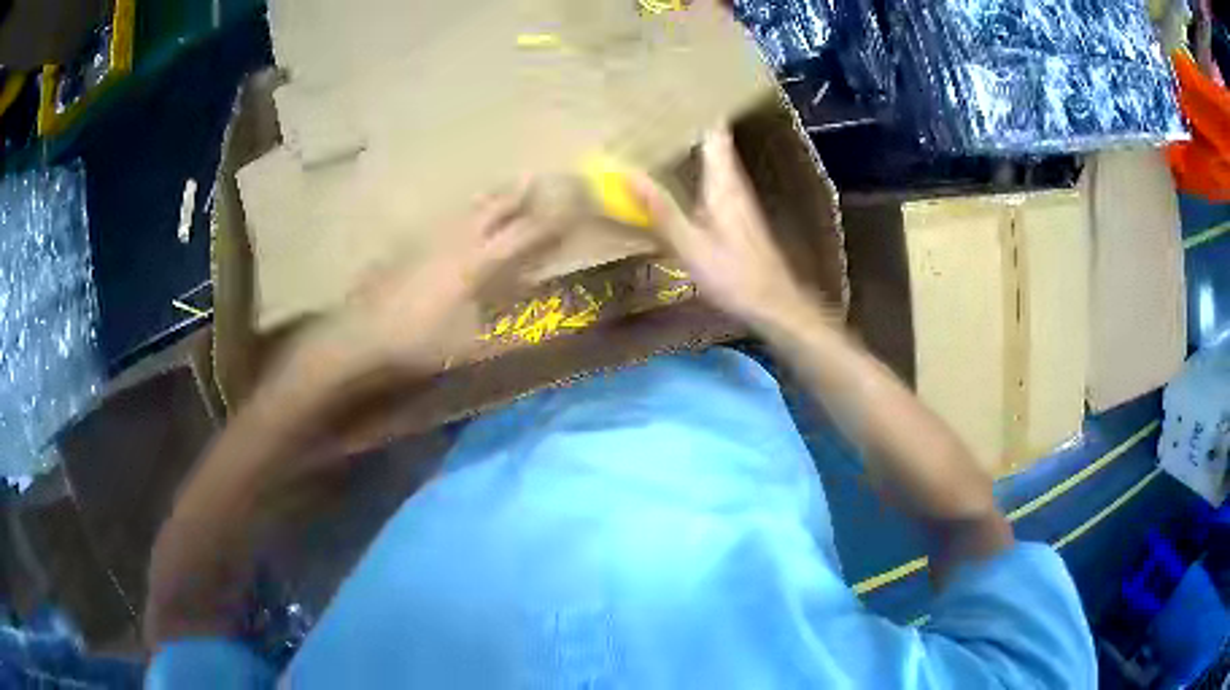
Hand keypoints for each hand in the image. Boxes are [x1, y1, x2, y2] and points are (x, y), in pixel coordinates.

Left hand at [295, 184, 559, 379]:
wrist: (362, 334)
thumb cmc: (420, 341)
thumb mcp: (471, 345)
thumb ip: (509, 331)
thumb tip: (541, 321)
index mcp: (476, 263)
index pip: (521, 235)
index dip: (548, 223)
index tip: (568, 209)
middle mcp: (456, 242)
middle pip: (492, 209)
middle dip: (516, 194)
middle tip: (534, 177)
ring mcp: (430, 241)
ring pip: (466, 210)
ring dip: (489, 198)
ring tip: (503, 188)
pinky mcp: (409, 247)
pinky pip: (445, 221)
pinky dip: (463, 214)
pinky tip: (459, 218)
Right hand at [628, 126, 809, 327]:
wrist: (772, 302)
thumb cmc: (734, 274)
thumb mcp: (690, 244)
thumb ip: (659, 208)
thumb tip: (625, 172)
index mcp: (723, 182)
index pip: (714, 132)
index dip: (697, 109)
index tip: (672, 90)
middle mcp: (732, 182)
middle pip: (711, 140)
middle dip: (686, 121)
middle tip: (652, 106)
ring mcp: (736, 197)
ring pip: (711, 157)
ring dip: (689, 142)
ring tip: (657, 129)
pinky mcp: (735, 213)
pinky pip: (710, 176)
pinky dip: (692, 165)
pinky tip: (675, 171)